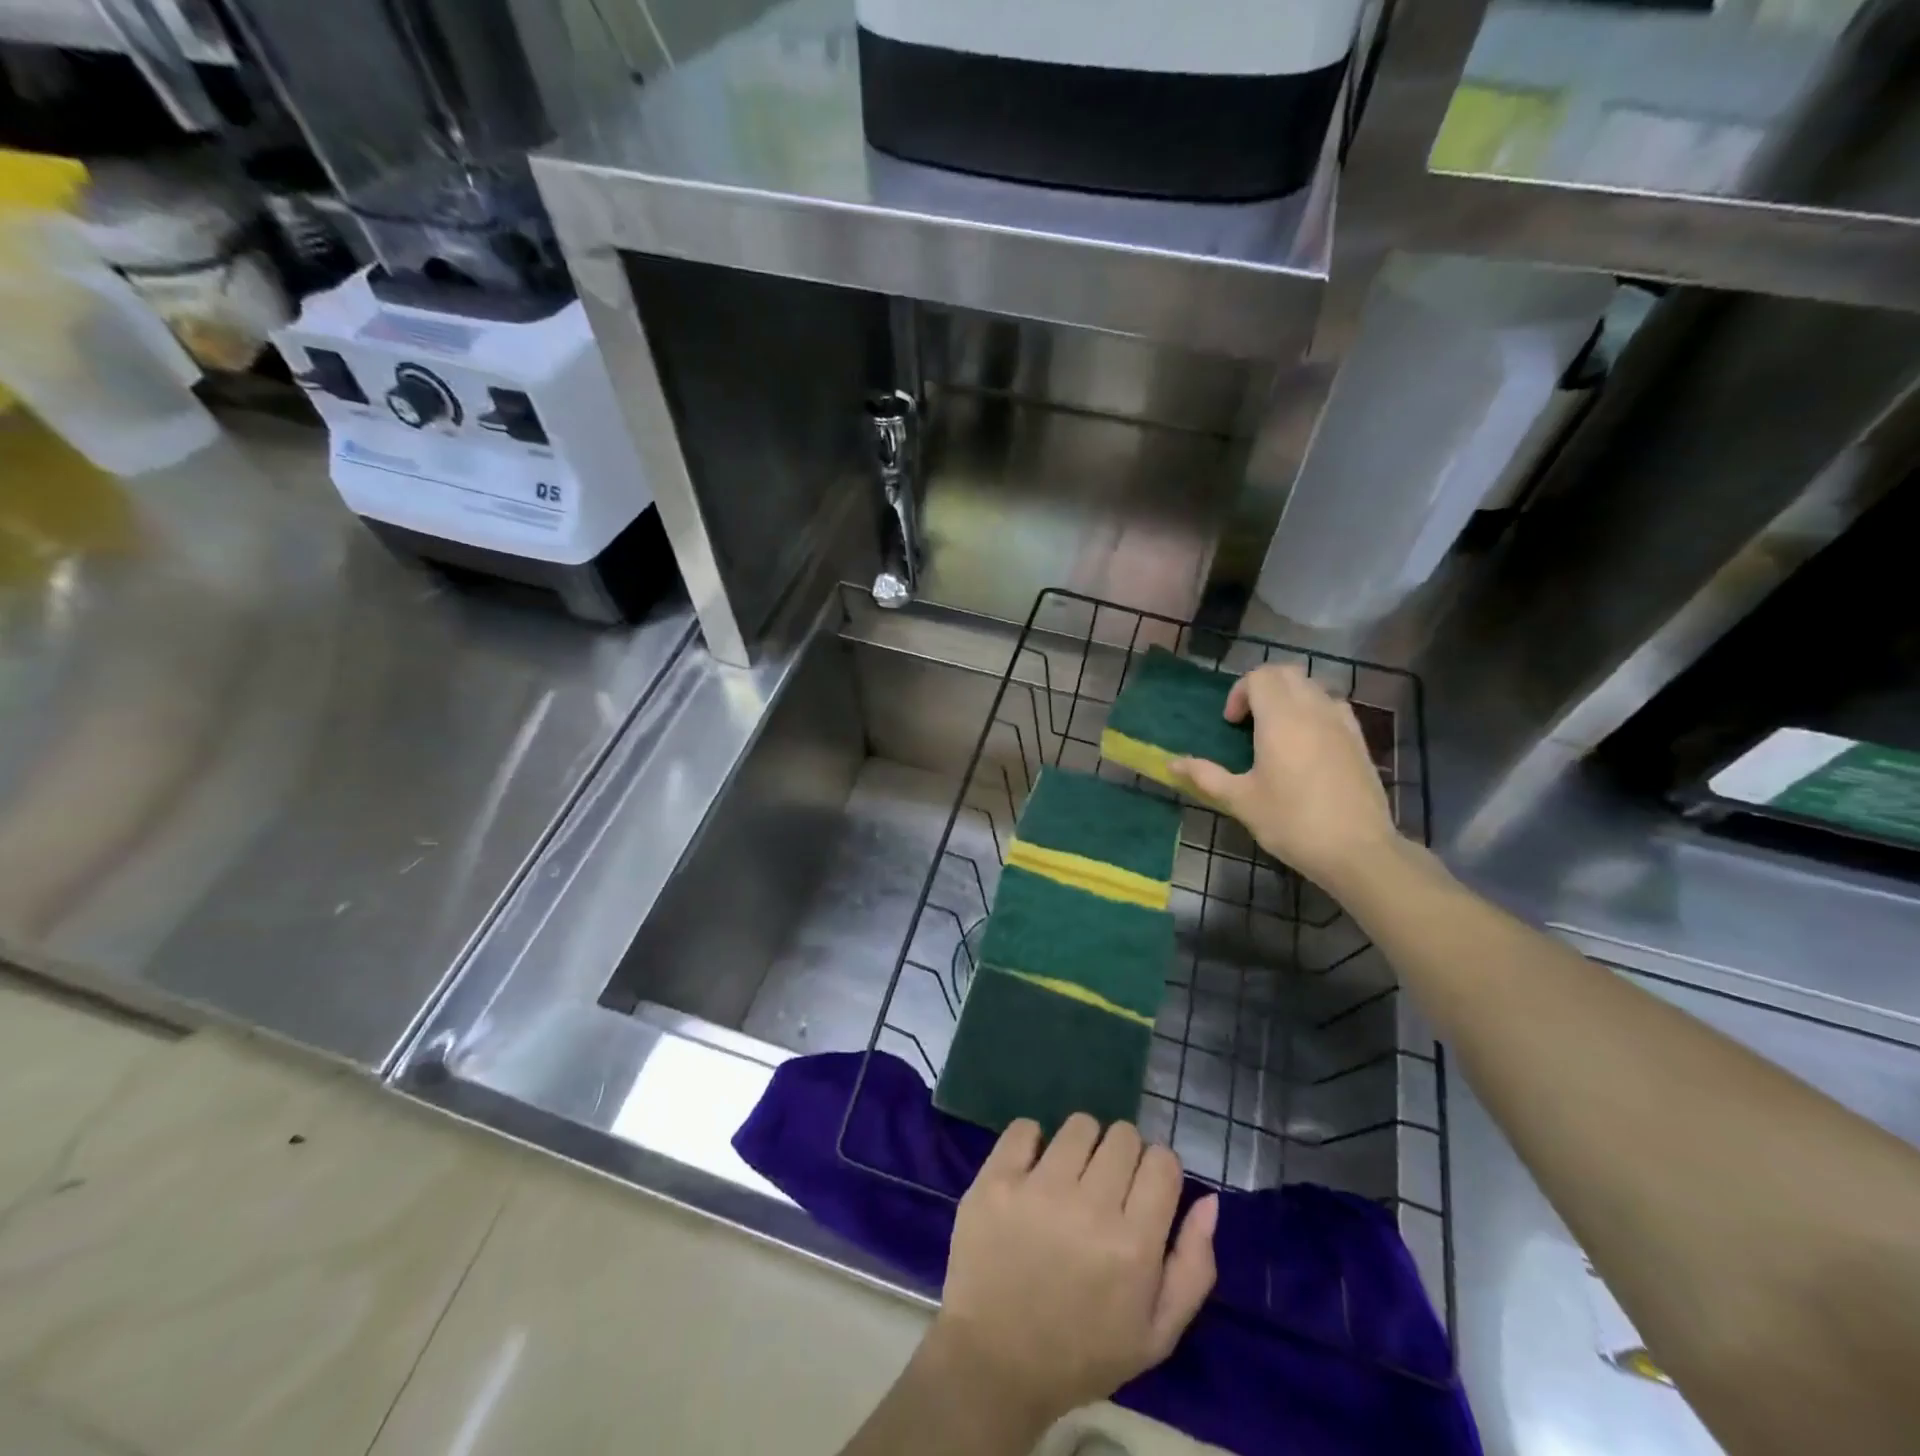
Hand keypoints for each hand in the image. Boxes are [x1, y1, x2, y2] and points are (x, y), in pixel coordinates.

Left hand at [930, 1116, 1217, 1430]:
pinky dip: (1031, 1143)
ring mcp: (1038, 1189)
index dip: (1158, 1170)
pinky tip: (1031, 1172)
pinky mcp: (996, 1179)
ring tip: (1068, 1178)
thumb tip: (1209, 1201)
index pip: (1163, 1161)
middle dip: (1122, 1155)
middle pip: (1123, 1135)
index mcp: (1134, 1246)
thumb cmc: (1082, 1353)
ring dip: (1081, 1145)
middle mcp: (1090, 1207)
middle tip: (1105, 1187)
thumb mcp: (1156, 1334)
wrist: (995, 1364)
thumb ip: (1193, 1267)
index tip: (1143, 1190)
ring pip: (1079, 1125)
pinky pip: (1024, 1128)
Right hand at [1170, 662, 1397, 889]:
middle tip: (1248, 720)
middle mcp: (1313, 710)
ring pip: (1312, 686)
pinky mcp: (1359, 739)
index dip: (1239, 692)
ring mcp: (1341, 722)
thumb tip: (1171, 763)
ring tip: (1276, 731)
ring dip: (1289, 697)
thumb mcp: (1241, 801)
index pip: (1260, 676)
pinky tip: (1307, 744)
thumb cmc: (1291, 822)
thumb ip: (1206, 776)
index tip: (1231, 724)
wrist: (1357, 850)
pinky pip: (1333, 706)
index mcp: (1281, 719)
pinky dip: (1314, 711)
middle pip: (1287, 673)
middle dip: (1262, 687)